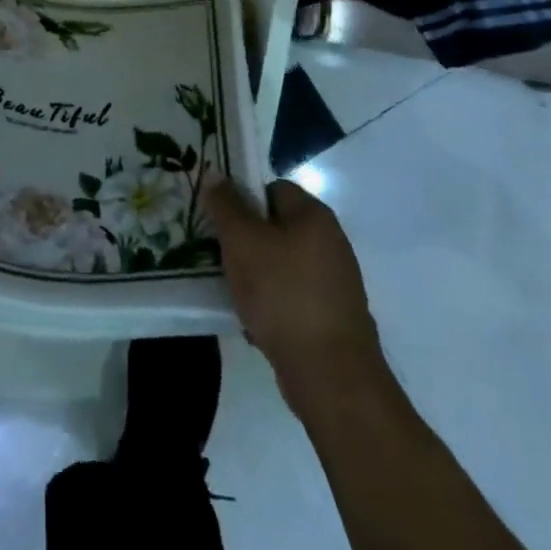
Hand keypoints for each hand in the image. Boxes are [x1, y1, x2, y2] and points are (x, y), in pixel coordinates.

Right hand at [205, 176, 380, 395]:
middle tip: (218, 251)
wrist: (331, 376)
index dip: (243, 198)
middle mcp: (331, 243)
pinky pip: (293, 296)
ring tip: (231, 287)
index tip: (219, 218)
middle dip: (246, 239)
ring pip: (282, 263)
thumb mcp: (242, 241)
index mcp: (314, 215)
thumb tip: (214, 172)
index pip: (272, 188)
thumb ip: (225, 204)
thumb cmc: (283, 294)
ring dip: (256, 273)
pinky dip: (273, 303)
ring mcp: (335, 283)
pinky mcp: (333, 317)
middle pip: (277, 226)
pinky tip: (253, 320)